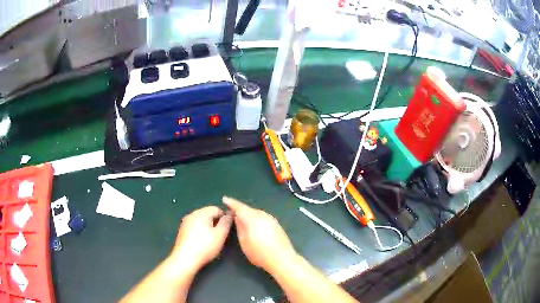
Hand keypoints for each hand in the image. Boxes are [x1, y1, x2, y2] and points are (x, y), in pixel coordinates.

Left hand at [171, 206, 232, 270]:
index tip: (228, 229)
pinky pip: (194, 227)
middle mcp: (192, 214)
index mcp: (201, 213)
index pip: (217, 209)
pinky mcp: (182, 231)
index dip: (225, 217)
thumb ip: (226, 222)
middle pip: (208, 214)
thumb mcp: (220, 235)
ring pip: (201, 221)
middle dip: (216, 223)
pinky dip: (200, 232)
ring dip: (208, 227)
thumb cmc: (205, 246)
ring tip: (212, 240)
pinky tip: (202, 243)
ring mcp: (185, 223)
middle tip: (221, 235)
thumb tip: (230, 213)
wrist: (185, 259)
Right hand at [223, 196, 296, 271]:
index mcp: (253, 218)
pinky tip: (254, 225)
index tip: (224, 199)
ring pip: (256, 213)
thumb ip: (240, 227)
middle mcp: (263, 215)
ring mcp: (271, 219)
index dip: (231, 203)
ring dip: (249, 214)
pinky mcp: (276, 224)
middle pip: (249, 209)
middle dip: (240, 209)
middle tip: (232, 212)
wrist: (282, 258)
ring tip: (242, 219)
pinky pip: (263, 217)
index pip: (240, 207)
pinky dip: (256, 218)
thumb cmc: (260, 253)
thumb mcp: (244, 242)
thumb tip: (237, 217)